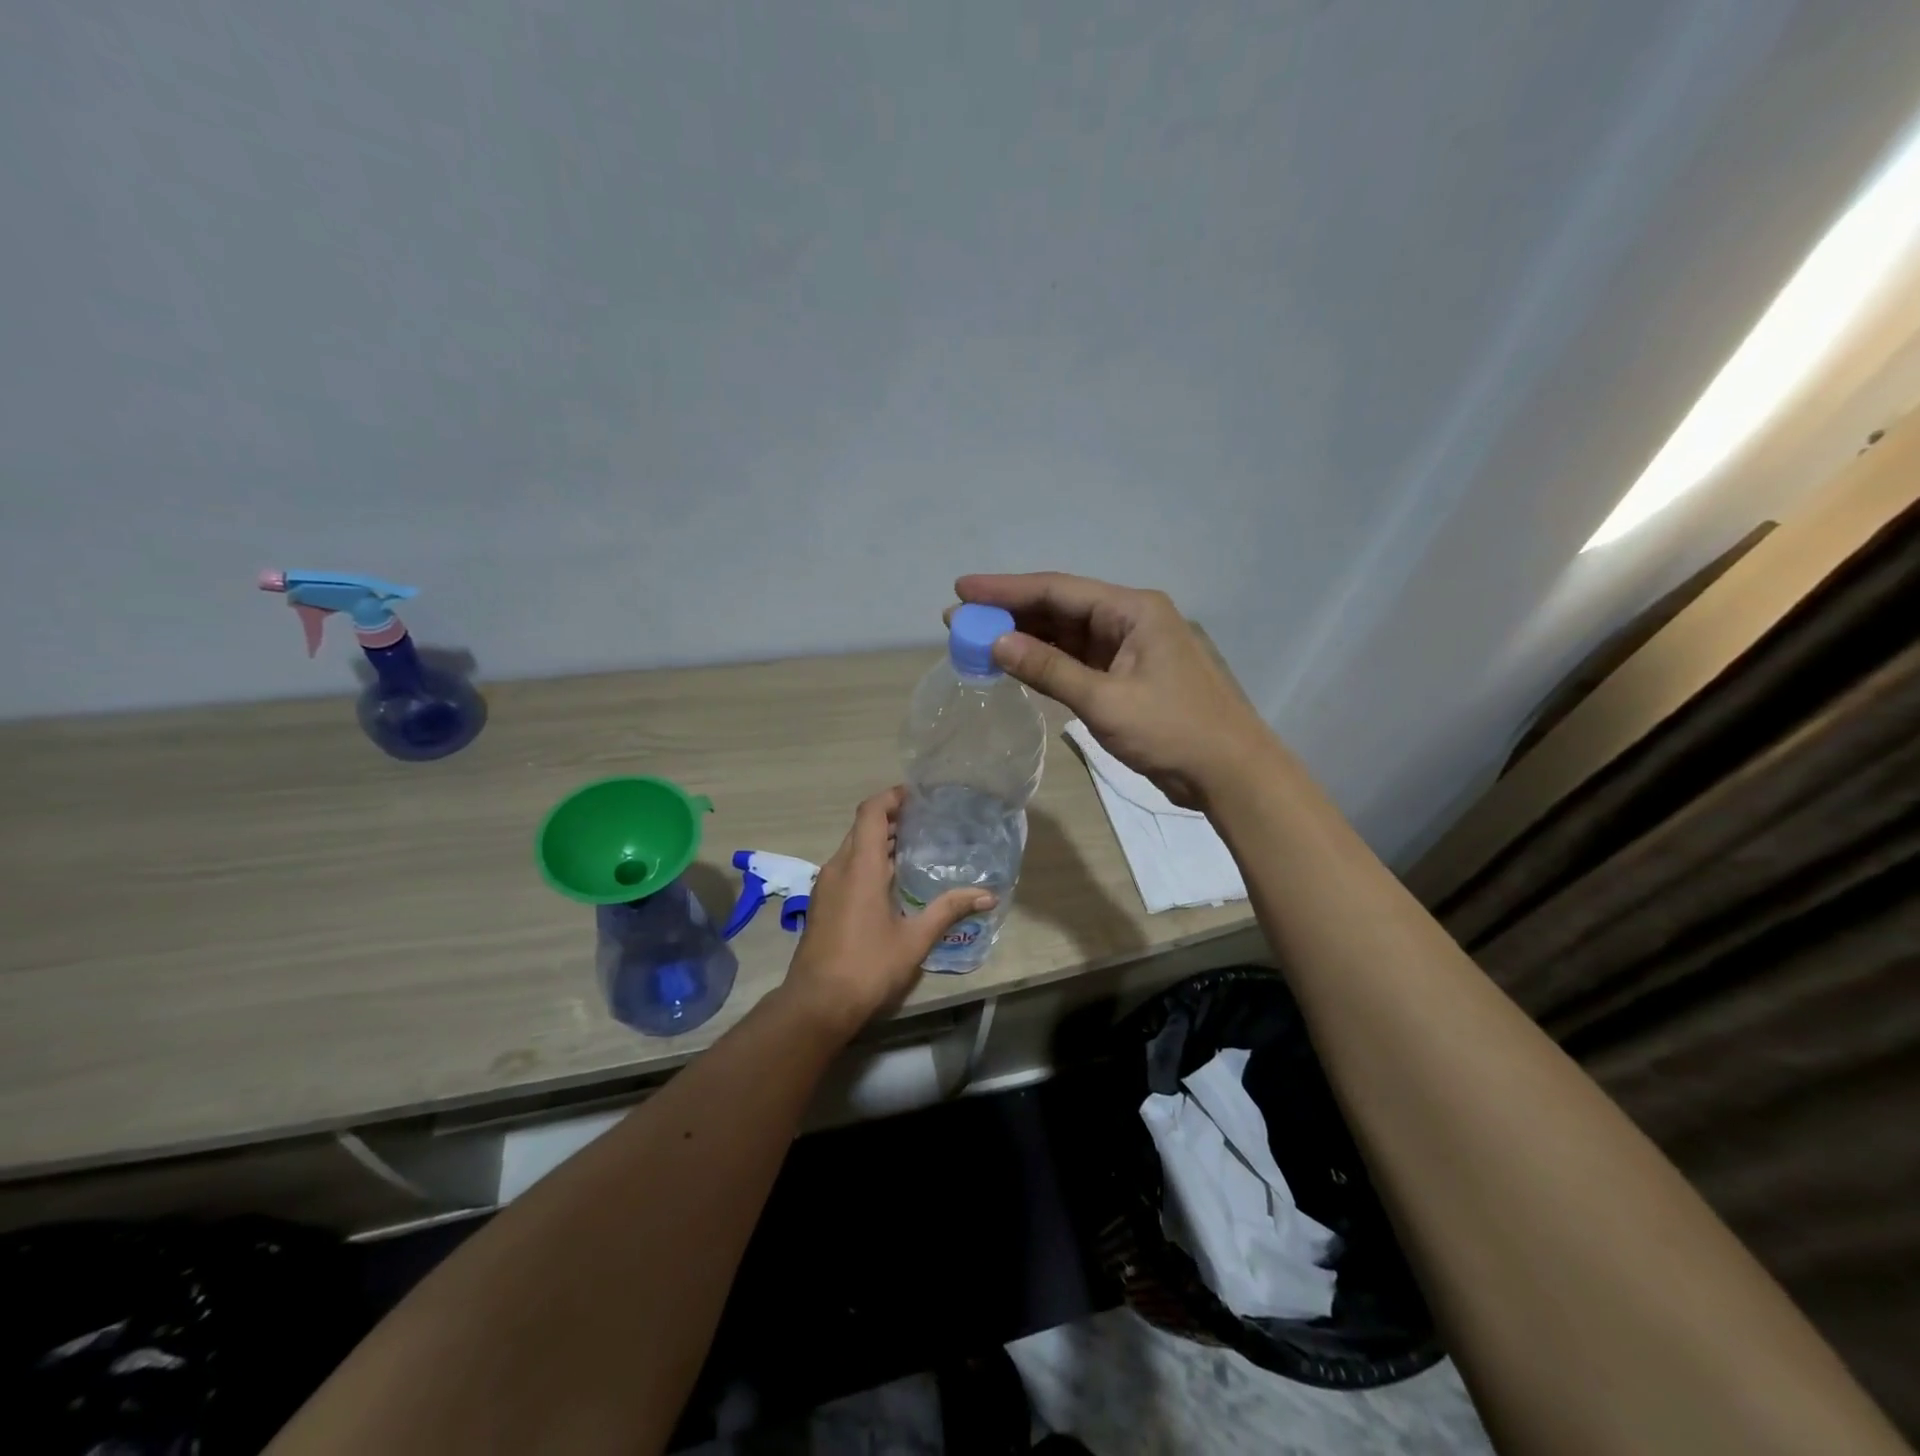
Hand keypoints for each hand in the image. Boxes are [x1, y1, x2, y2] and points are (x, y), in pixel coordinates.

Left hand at [782, 787, 995, 1033]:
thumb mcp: (914, 939)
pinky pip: (847, 867)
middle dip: (892, 819)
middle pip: (862, 827)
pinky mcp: (823, 903)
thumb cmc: (867, 966)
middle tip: (927, 821)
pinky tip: (893, 881)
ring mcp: (826, 886)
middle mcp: (838, 867)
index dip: (892, 797)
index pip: (871, 812)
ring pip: (853, 848)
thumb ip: (949, 910)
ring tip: (916, 847)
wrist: (816, 1004)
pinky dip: (869, 861)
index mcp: (859, 866)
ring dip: (880, 842)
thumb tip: (988, 895)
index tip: (918, 796)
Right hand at [952, 572, 1275, 809]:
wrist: (1229, 772)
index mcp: (1132, 610)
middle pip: (1060, 608)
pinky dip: (1046, 662)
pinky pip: (1077, 660)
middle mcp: (1129, 620)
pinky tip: (1015, 663)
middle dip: (1010, 613)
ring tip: (977, 640)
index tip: (962, 589)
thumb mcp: (1105, 701)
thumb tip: (996, 643)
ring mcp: (1128, 649)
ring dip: (1025, 638)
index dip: (1006, 589)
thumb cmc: (1173, 730)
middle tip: (960, 620)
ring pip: (1066, 635)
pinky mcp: (1126, 677)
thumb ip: (1049, 670)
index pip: (1058, 589)